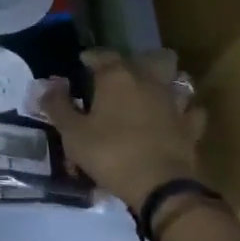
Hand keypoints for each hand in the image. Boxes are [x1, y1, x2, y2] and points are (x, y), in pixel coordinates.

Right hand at [38, 49, 205, 209]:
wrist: (159, 185)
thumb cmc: (110, 154)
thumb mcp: (72, 133)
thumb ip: (58, 106)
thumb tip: (48, 85)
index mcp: (118, 77)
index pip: (103, 55)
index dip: (90, 57)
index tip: (82, 62)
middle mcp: (150, 81)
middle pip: (153, 56)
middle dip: (140, 60)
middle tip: (124, 75)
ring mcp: (175, 102)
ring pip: (178, 79)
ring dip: (167, 81)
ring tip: (152, 93)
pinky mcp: (191, 126)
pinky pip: (191, 111)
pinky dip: (184, 112)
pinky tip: (174, 119)